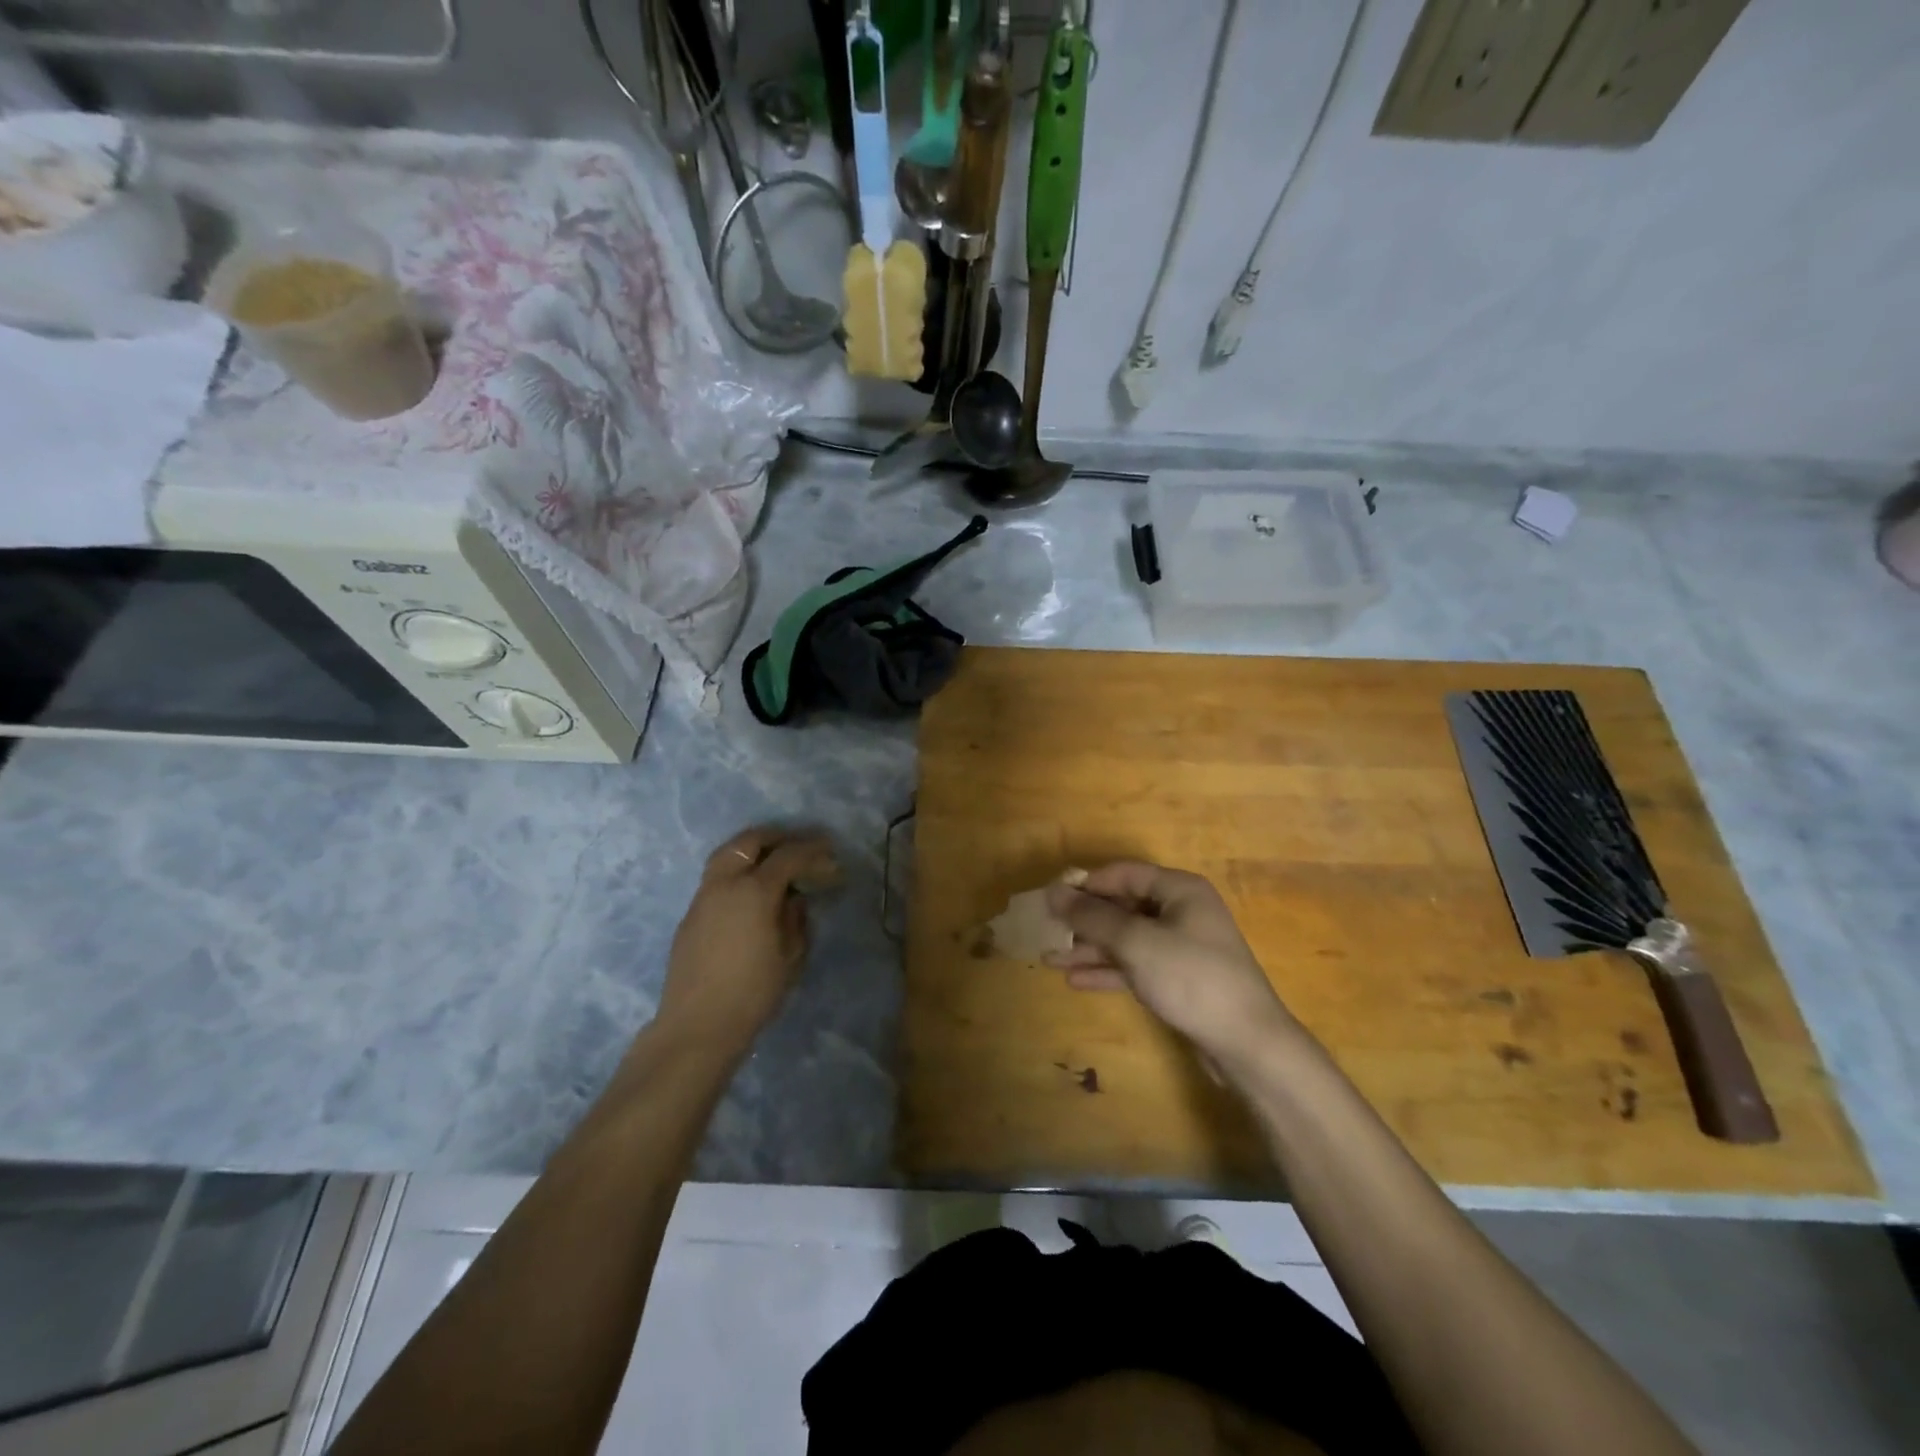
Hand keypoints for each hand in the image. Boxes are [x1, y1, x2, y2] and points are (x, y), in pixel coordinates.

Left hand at [656, 827, 840, 1055]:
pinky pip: (717, 877)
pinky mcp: (691, 915)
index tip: (830, 849)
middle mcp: (725, 883)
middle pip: (750, 841)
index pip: (789, 856)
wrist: (697, 1026)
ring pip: (727, 854)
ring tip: (773, 862)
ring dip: (753, 850)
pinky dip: (737, 871)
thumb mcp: (791, 956)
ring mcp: (703, 897)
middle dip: (777, 837)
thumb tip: (793, 900)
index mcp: (754, 890)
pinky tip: (750, 893)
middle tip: (799, 845)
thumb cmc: (753, 993)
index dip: (812, 849)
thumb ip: (796, 919)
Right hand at [1045, 862, 1295, 1065]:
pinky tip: (1076, 980)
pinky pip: (1136, 965)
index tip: (1051, 899)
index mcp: (1179, 890)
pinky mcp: (1178, 979)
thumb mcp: (1136, 942)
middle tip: (1047, 931)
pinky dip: (1108, 970)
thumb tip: (1054, 892)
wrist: (1247, 1044)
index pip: (1123, 874)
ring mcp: (1181, 947)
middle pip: (1123, 907)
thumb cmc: (1191, 978)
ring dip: (1090, 948)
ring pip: (1126, 939)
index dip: (1086, 884)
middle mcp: (1181, 911)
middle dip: (1084, 921)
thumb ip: (1093, 917)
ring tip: (1050, 959)